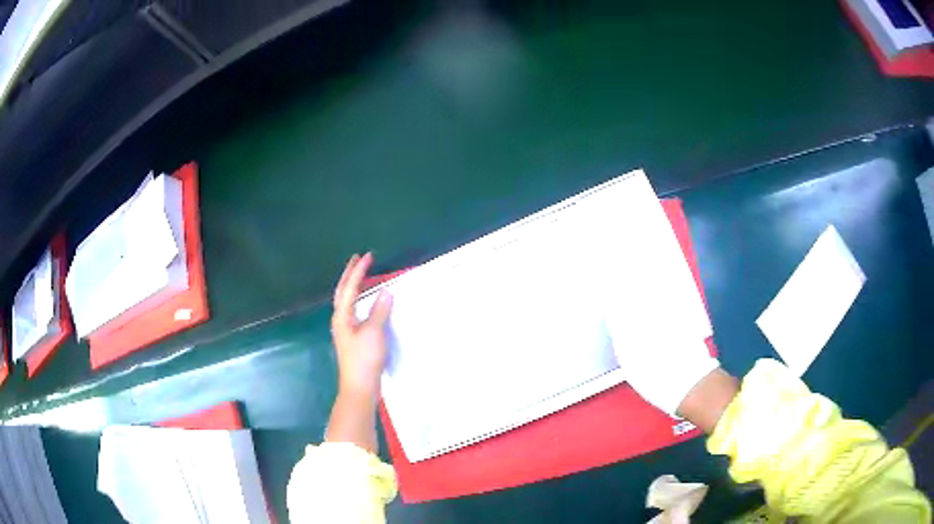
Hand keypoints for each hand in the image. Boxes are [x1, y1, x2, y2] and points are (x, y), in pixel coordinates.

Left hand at [331, 252, 393, 399]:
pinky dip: (359, 299)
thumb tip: (386, 292)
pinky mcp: (352, 338)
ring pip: (346, 301)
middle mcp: (340, 320)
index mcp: (342, 316)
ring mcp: (345, 330)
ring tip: (361, 275)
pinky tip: (365, 303)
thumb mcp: (374, 333)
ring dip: (353, 286)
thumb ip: (380, 311)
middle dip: (350, 274)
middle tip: (358, 259)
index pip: (350, 287)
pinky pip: (353, 310)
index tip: (368, 256)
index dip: (359, 271)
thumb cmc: (364, 359)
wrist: (360, 386)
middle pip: (342, 291)